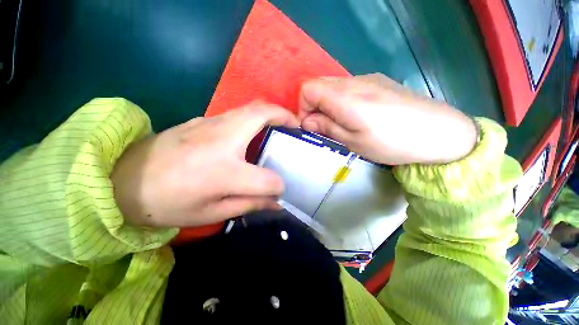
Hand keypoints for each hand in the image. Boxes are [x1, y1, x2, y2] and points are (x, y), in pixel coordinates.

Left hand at [111, 101, 298, 227]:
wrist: (122, 180)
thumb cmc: (166, 203)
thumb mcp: (211, 213)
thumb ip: (249, 204)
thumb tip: (275, 202)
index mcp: (224, 171)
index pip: (267, 179)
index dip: (277, 188)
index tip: (278, 192)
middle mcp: (222, 140)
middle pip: (262, 115)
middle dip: (284, 116)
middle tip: (295, 125)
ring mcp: (210, 124)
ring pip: (249, 109)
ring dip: (269, 114)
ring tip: (280, 127)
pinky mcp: (203, 120)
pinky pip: (237, 114)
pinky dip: (254, 118)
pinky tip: (253, 133)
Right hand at [298, 74, 477, 164]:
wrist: (440, 132)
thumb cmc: (392, 142)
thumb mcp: (353, 141)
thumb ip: (326, 127)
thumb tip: (306, 121)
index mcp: (345, 97)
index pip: (308, 88)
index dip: (302, 107)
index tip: (309, 126)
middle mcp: (354, 81)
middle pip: (318, 84)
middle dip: (313, 106)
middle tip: (322, 127)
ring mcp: (368, 79)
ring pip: (333, 86)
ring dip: (327, 104)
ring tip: (339, 124)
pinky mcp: (378, 82)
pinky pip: (348, 87)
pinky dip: (341, 100)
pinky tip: (355, 115)